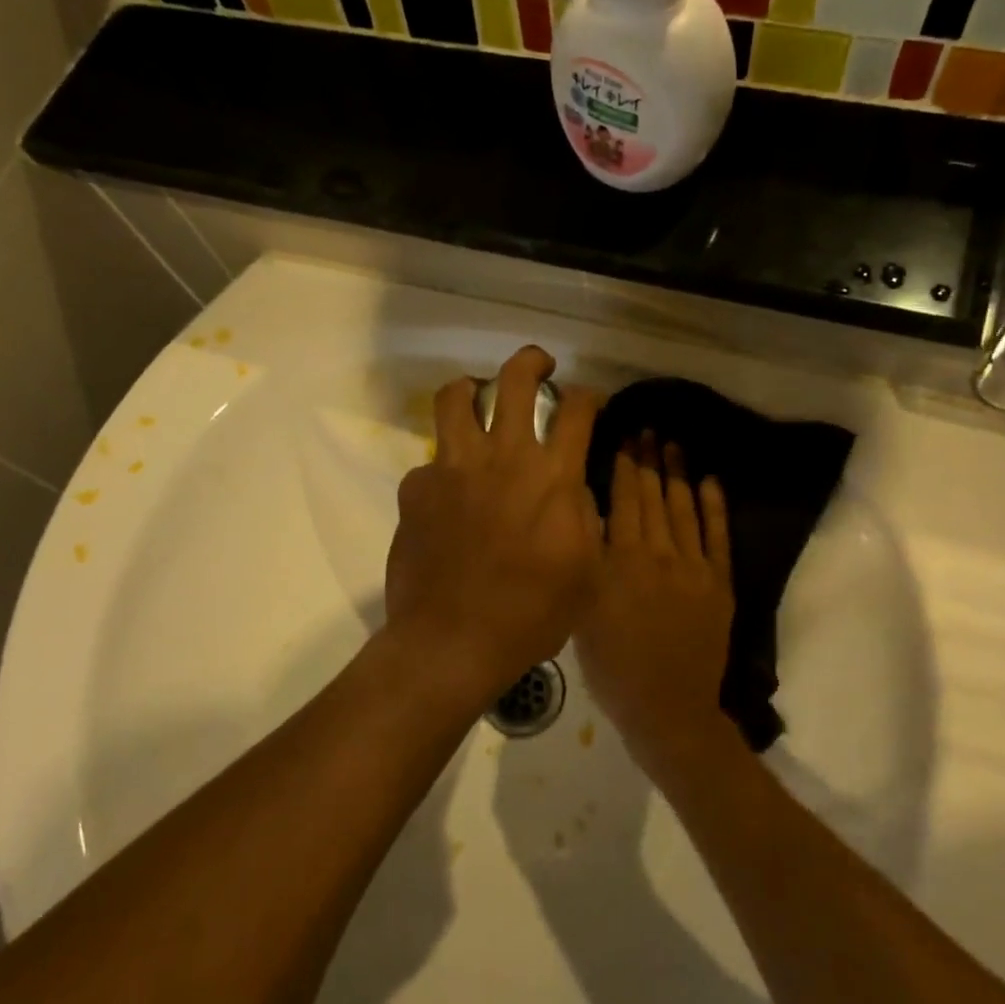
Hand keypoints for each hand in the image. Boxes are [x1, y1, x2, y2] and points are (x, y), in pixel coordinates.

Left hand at [384, 347, 600, 705]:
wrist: (454, 642)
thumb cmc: (532, 615)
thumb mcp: (586, 572)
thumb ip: (584, 521)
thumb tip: (573, 493)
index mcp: (553, 477)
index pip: (578, 410)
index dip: (588, 396)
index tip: (588, 400)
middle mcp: (504, 457)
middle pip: (515, 380)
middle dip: (531, 361)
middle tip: (538, 366)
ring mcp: (454, 468)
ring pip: (455, 398)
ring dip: (470, 391)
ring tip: (476, 400)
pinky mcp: (416, 488)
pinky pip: (430, 462)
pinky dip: (443, 468)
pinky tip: (447, 495)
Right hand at [575, 438, 735, 759]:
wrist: (667, 708)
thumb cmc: (613, 667)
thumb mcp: (582, 613)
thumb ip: (586, 561)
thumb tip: (584, 515)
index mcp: (620, 561)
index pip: (622, 501)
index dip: (622, 466)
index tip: (620, 437)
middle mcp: (657, 554)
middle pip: (653, 497)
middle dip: (647, 460)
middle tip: (646, 428)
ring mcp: (693, 567)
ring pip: (684, 509)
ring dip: (678, 473)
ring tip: (673, 443)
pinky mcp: (719, 584)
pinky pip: (718, 538)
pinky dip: (715, 508)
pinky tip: (710, 481)